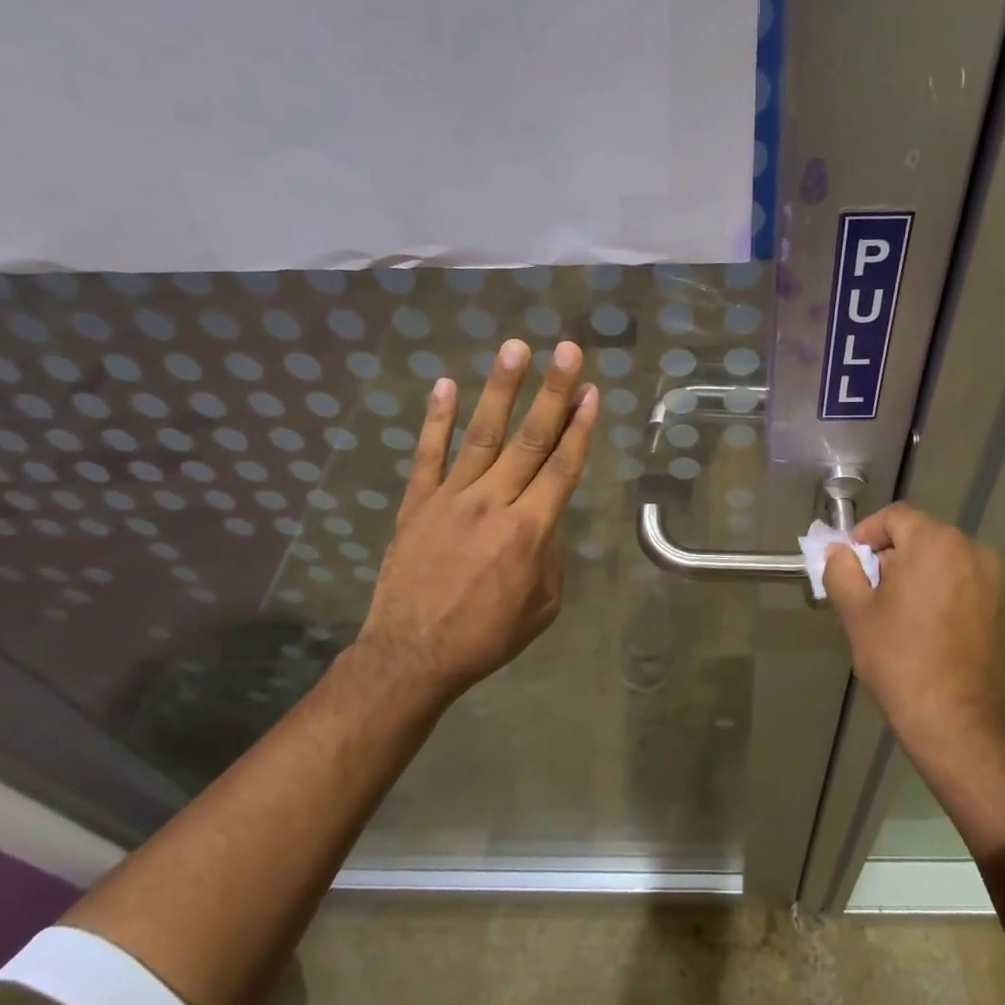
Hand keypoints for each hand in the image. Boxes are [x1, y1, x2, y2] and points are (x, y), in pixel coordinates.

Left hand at [358, 339, 598, 712]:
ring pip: (482, 435)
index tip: (592, 391)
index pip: (561, 468)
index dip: (580, 428)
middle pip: (529, 440)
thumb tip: (544, 522)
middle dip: (553, 392)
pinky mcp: (416, 503)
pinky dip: (437, 418)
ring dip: (501, 390)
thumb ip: (550, 556)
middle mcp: (493, 503)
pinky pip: (428, 454)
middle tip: (568, 351)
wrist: (412, 655)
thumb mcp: (543, 605)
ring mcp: (450, 498)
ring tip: (516, 349)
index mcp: (529, 531)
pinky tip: (446, 384)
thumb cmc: (486, 637)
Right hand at [823, 503, 1004, 772]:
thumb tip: (839, 551)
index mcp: (935, 543)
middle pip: (919, 535)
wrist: (957, 720)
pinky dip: (937, 589)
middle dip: (889, 555)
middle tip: (867, 590)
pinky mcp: (1000, 605)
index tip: (850, 564)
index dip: (866, 534)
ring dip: (913, 572)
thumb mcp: (856, 612)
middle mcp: (970, 550)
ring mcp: (991, 578)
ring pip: (940, 559)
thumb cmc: (900, 660)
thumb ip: (841, 569)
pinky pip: (960, 580)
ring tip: (893, 611)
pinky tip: (922, 625)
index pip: (894, 517)